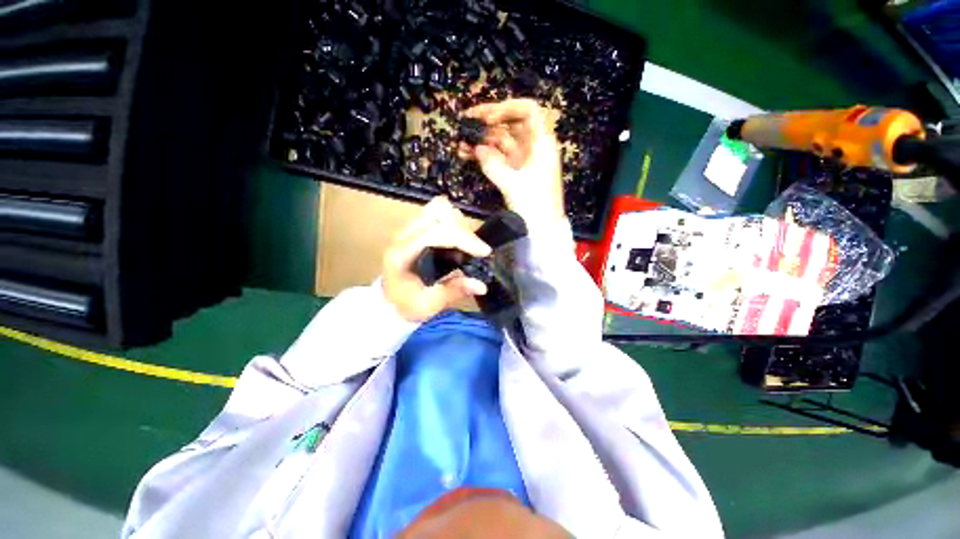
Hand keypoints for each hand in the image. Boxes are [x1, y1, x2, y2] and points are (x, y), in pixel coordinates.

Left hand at [382, 197, 491, 321]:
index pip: (436, 232)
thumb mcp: (429, 304)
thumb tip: (481, 286)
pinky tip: (457, 240)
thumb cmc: (406, 304)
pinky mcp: (416, 228)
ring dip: (459, 224)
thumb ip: (453, 292)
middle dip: (463, 230)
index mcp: (403, 253)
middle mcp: (404, 235)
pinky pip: (438, 212)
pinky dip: (453, 222)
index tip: (484, 252)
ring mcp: (409, 228)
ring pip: (439, 208)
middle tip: (475, 250)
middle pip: (439, 213)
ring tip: (467, 245)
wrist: (389, 301)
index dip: (464, 239)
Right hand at [460, 99, 565, 224]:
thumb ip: (494, 166)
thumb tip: (477, 149)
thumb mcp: (513, 185)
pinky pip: (498, 157)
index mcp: (541, 144)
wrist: (542, 229)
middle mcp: (532, 147)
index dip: (507, 109)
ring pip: (501, 142)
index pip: (528, 111)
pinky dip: (484, 156)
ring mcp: (523, 160)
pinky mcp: (515, 172)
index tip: (488, 119)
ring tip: (461, 143)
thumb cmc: (534, 206)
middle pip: (511, 124)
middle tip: (466, 121)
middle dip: (488, 122)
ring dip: (482, 140)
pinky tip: (467, 155)